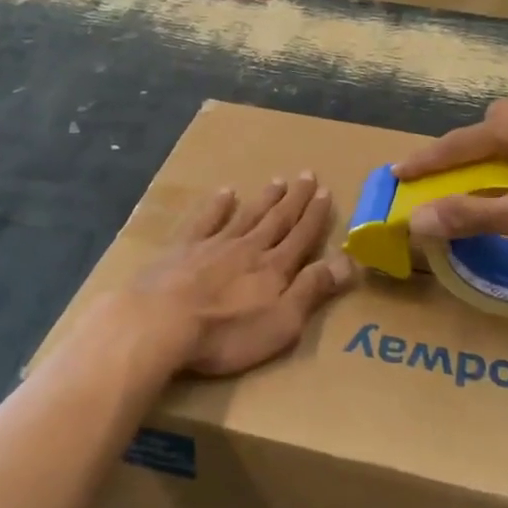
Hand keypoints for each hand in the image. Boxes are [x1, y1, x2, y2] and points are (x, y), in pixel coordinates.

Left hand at [122, 173, 355, 377]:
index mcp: (274, 268)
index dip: (315, 215)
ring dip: (264, 199)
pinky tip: (226, 193)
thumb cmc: (226, 333)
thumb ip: (312, 289)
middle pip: (277, 219)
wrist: (160, 322)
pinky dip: (218, 206)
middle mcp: (248, 248)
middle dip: (295, 199)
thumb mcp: (282, 322)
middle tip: (307, 175)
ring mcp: (214, 245)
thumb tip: (347, 261)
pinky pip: (206, 220)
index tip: (325, 192)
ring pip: (246, 215)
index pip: (301, 236)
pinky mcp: (182, 249)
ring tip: (278, 181)